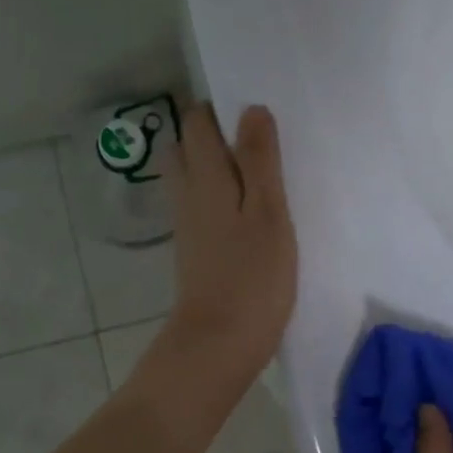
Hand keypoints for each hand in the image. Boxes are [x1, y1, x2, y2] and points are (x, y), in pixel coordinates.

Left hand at [161, 102, 297, 388]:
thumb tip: (250, 109)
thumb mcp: (267, 212)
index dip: (219, 109)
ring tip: (260, 174)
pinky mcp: (195, 252)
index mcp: (205, 178)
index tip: (254, 111)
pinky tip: (250, 212)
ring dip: (217, 167)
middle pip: (185, 149)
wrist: (218, 344)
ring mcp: (188, 226)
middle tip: (257, 142)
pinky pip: (202, 207)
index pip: (196, 124)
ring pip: (192, 179)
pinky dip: (220, 197)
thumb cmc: (251, 277)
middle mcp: (187, 196)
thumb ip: (259, 160)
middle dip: (212, 135)